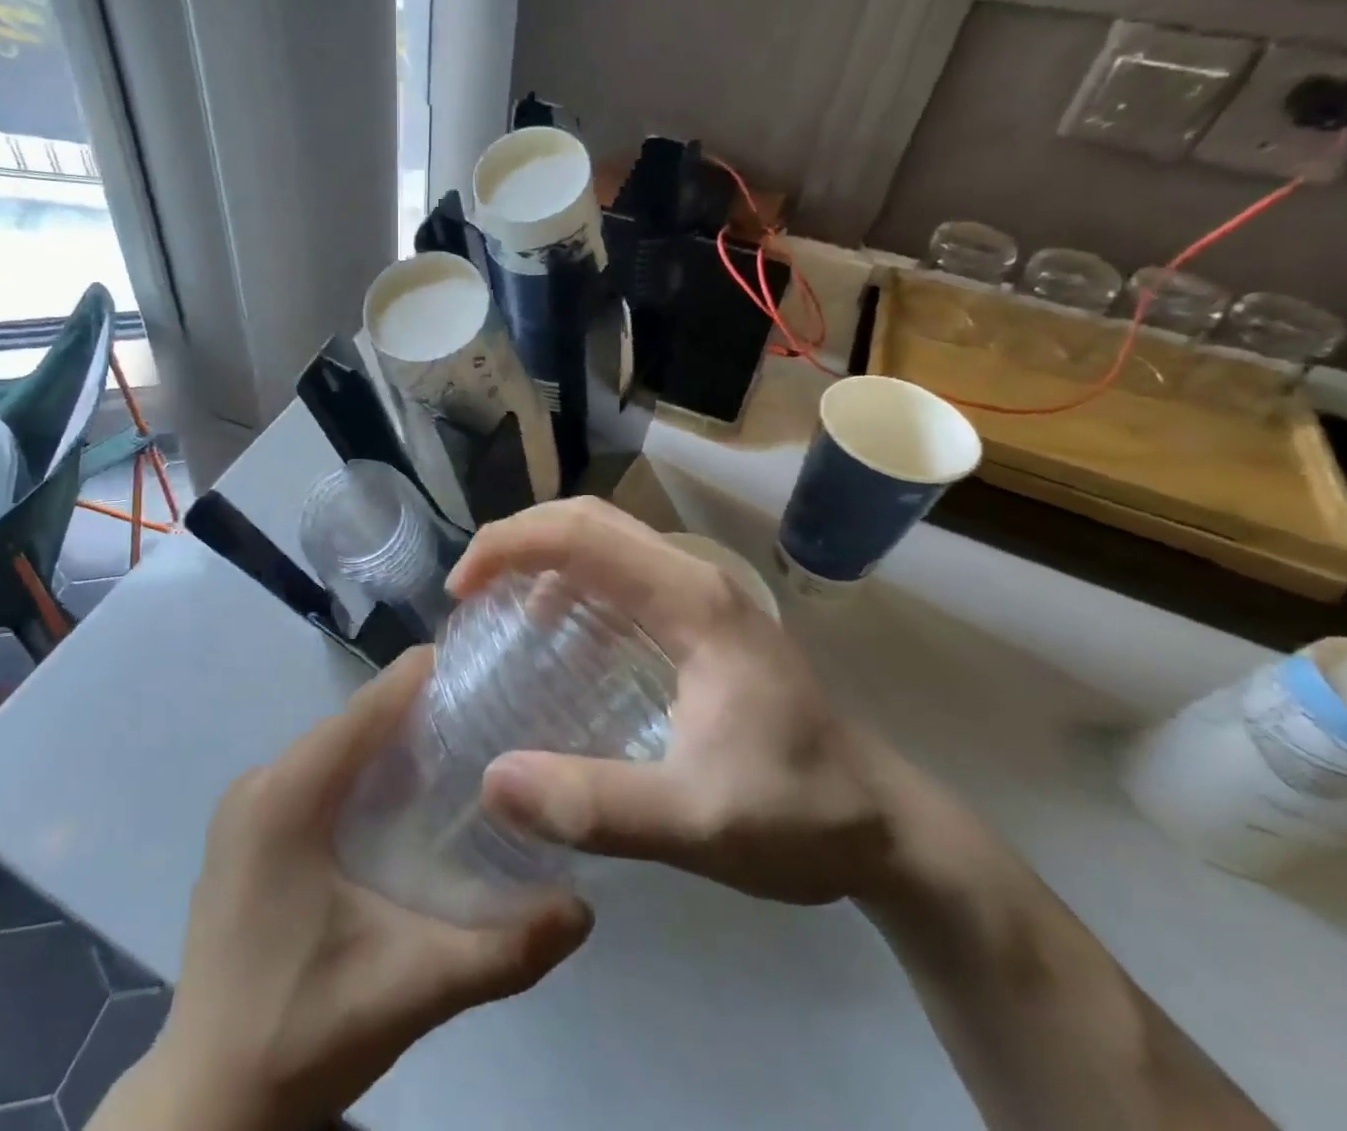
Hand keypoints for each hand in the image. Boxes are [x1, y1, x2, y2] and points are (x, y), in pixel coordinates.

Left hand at [112, 648, 592, 1130]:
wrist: (206, 1105)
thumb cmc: (303, 1031)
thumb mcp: (414, 987)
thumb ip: (504, 950)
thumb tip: (584, 909)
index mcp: (289, 795)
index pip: (367, 707)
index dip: (424, 677)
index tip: (483, 667)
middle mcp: (259, 782)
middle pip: (352, 724)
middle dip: (416, 714)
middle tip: (487, 718)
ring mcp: (243, 807)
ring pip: (331, 750)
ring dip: (387, 745)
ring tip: (456, 753)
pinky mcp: (242, 834)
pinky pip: (310, 777)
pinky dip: (356, 774)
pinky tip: (398, 804)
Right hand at [459, 498, 889, 905]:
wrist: (885, 827)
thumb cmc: (798, 817)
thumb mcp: (696, 823)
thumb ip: (597, 806)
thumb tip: (492, 781)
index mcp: (691, 600)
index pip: (583, 535)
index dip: (510, 546)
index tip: (461, 591)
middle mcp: (692, 576)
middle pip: (588, 519)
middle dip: (517, 538)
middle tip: (467, 589)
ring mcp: (698, 592)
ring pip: (603, 538)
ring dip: (541, 553)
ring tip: (494, 601)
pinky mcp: (696, 616)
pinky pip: (617, 571)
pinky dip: (568, 579)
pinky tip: (548, 628)